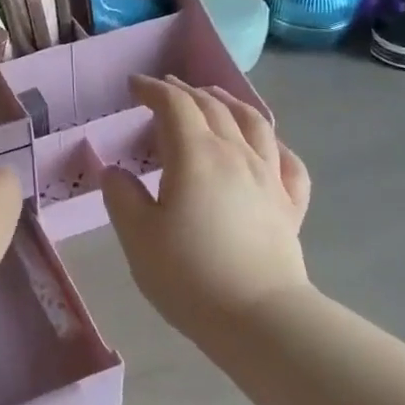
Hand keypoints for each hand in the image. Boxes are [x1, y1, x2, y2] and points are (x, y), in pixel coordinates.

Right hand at [99, 75, 312, 340]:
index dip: (153, 89)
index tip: (134, 86)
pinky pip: (287, 161)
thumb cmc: (189, 275)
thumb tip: (114, 172)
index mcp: (196, 155)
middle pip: (212, 106)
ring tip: (214, 98)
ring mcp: (269, 178)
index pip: (175, 105)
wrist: (259, 319)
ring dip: (229, 103)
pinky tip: (266, 147)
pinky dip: (273, 144)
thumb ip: (121, 196)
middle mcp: (236, 154)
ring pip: (253, 123)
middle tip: (164, 89)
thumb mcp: (138, 236)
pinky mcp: (290, 205)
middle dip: (185, 91)